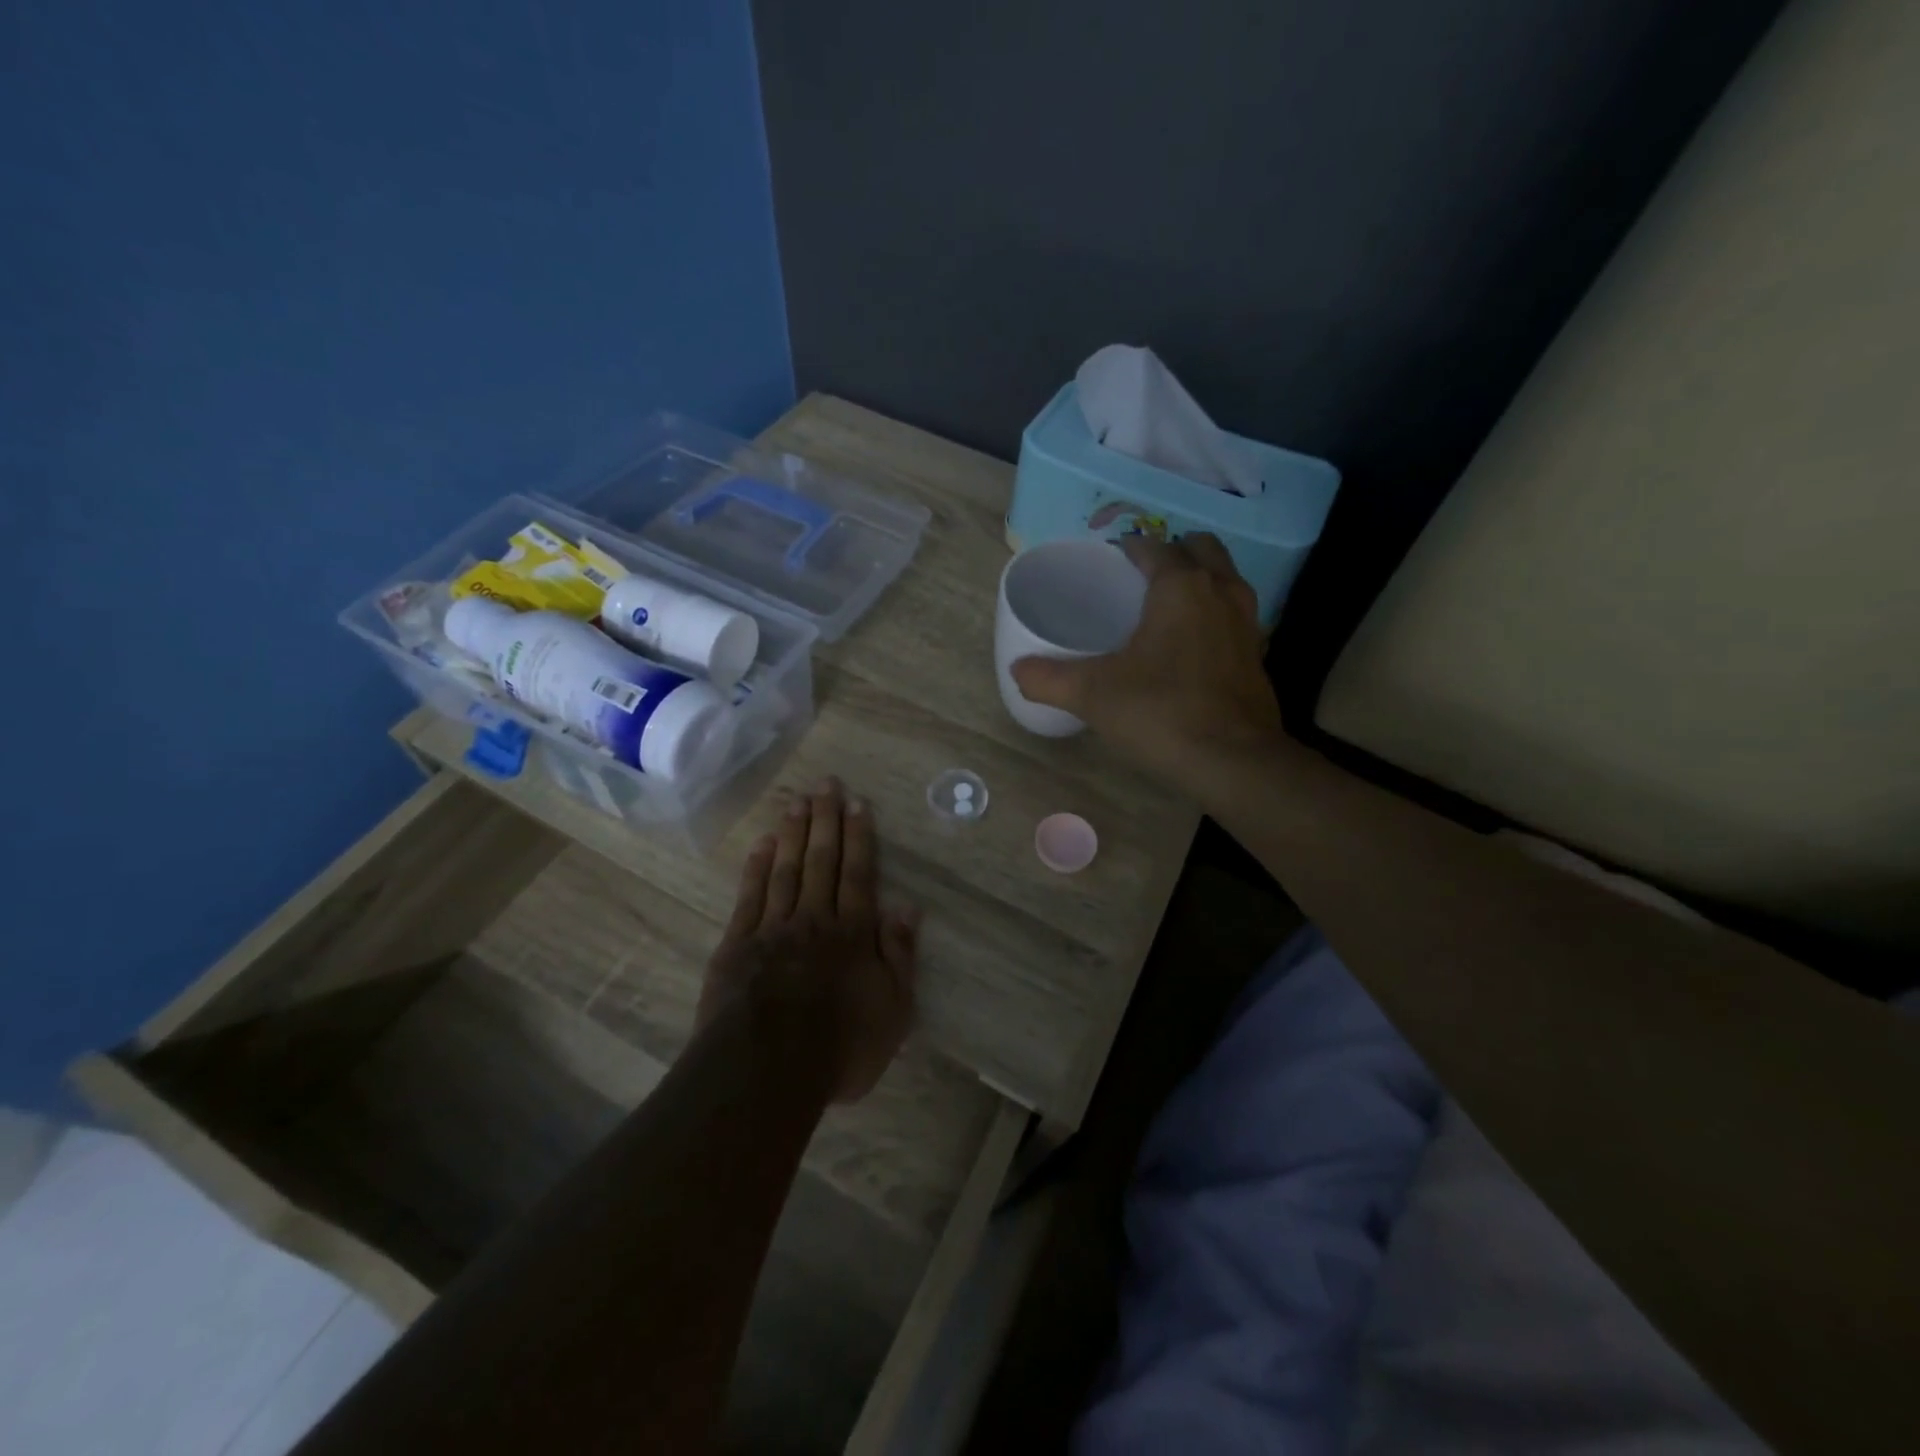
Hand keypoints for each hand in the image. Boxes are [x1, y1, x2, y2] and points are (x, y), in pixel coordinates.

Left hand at [697, 778, 918, 1102]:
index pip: (859, 874)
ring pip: (786, 869)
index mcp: (853, 933)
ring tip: (797, 800)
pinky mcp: (738, 944)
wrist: (766, 1071)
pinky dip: (757, 867)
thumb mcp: (893, 1011)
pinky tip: (762, 844)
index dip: (860, 837)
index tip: (857, 803)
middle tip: (826, 783)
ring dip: (792, 832)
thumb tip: (908, 907)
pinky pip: (750, 895)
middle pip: (822, 860)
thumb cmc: (840, 1047)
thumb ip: (900, 955)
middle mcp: (815, 919)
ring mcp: (773, 928)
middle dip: (826, 820)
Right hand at [1010, 533, 1284, 792]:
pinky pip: (1234, 615)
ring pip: (1225, 579)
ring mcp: (1246, 623)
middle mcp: (1221, 592)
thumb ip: (1049, 678)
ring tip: (1166, 606)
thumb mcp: (1092, 695)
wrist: (1232, 761)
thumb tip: (1018, 669)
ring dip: (1200, 579)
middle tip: (1142, 578)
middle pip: (1201, 550)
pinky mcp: (1257, 655)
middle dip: (1174, 553)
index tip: (1109, 560)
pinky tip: (1191, 646)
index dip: (1130, 548)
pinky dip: (1214, 615)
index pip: (1154, 547)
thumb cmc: (1160, 712)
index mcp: (1181, 586)